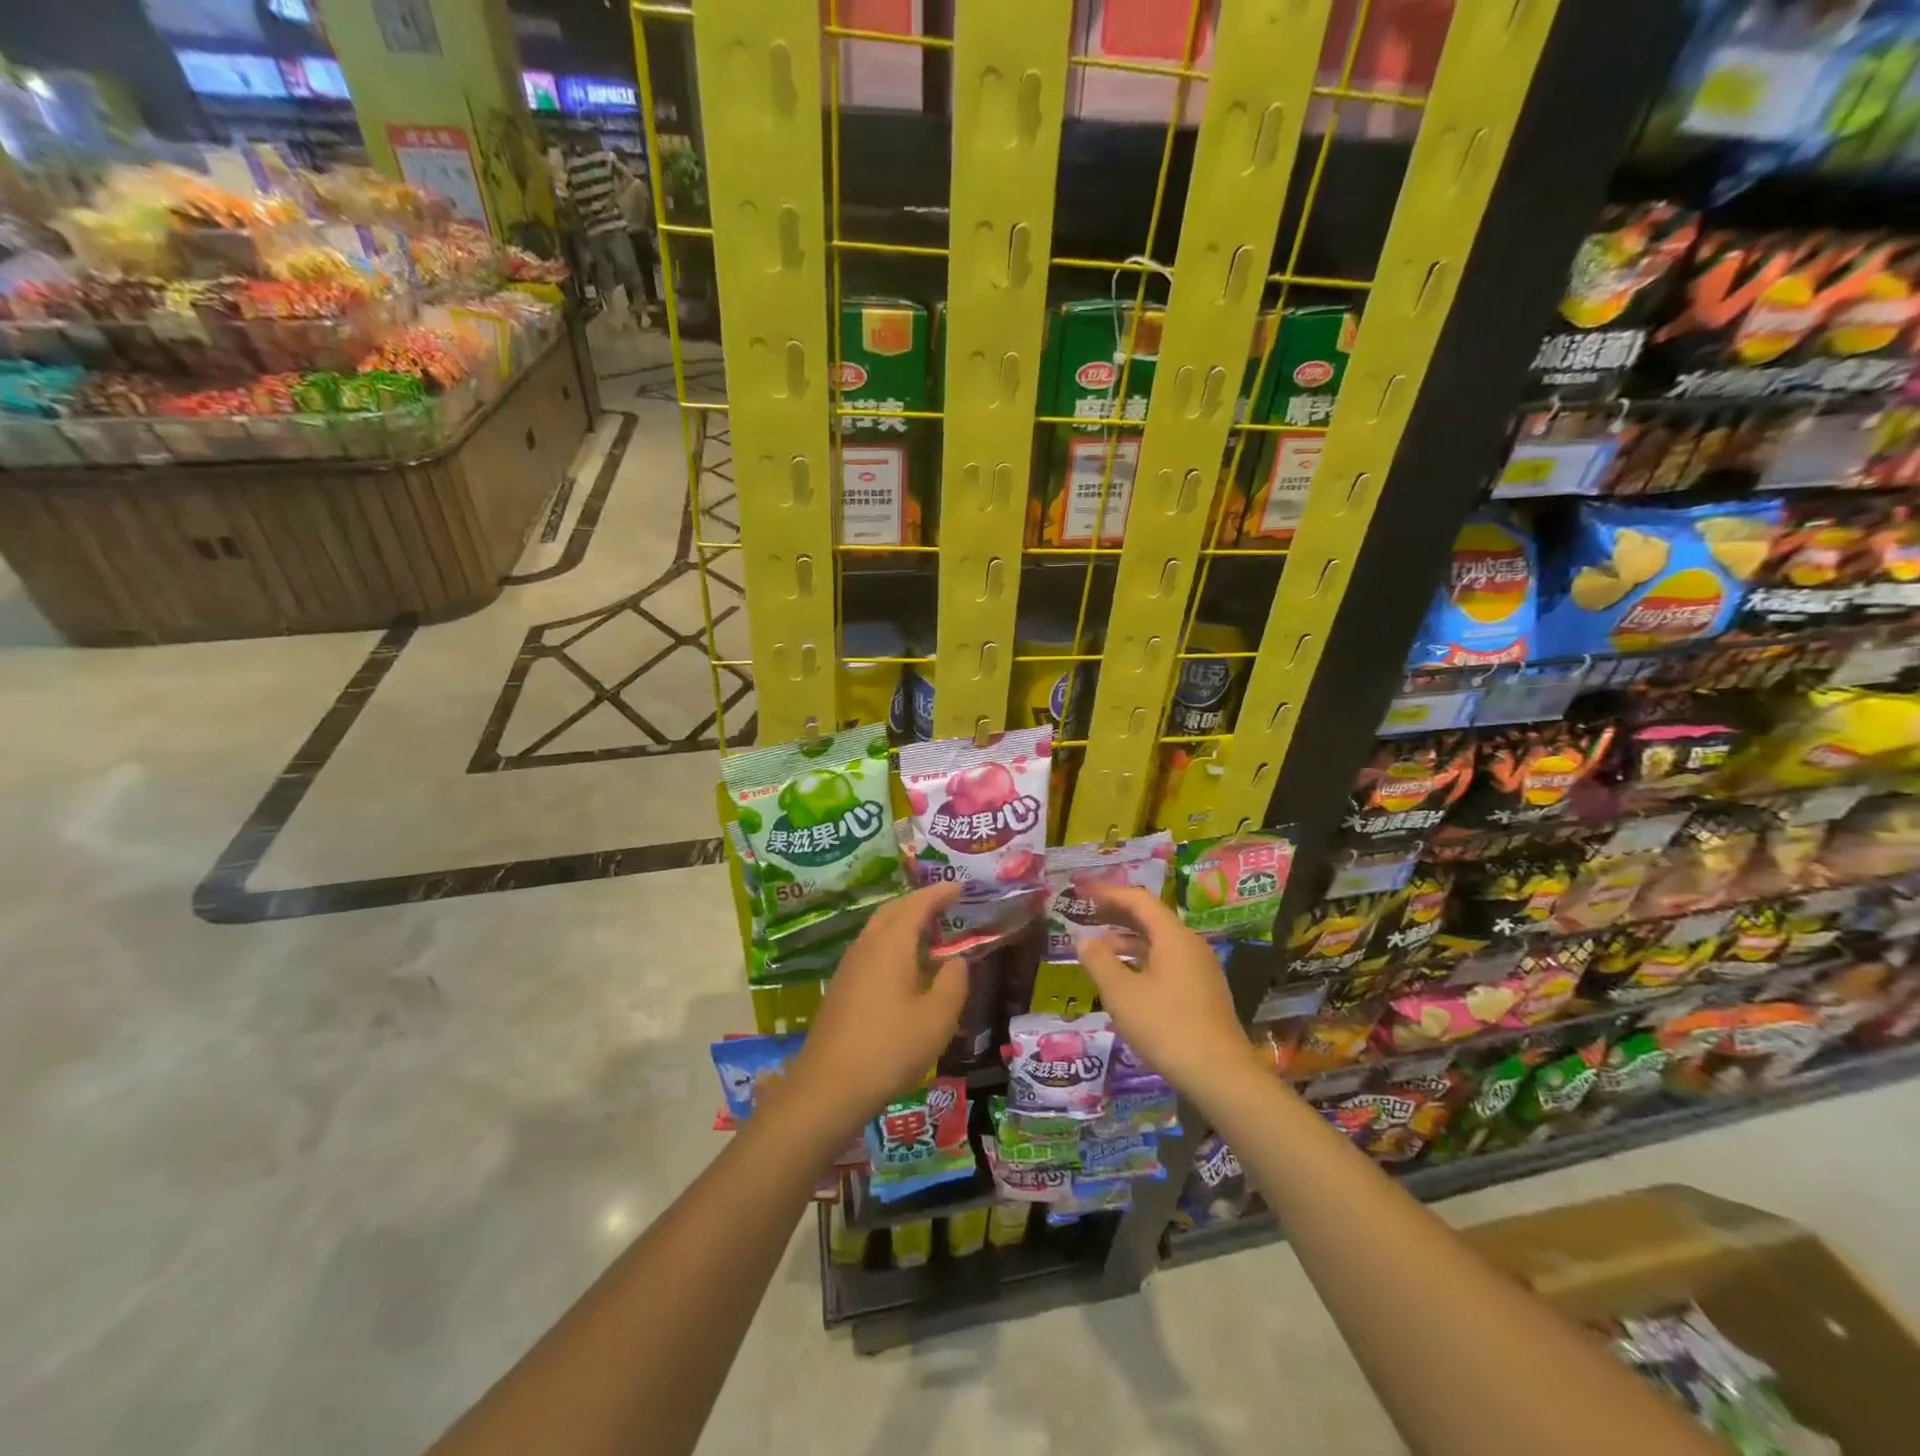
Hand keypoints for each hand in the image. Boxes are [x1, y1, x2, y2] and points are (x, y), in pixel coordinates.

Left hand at [785, 883, 968, 1136]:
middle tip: (946, 906)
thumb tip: (957, 960)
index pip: (917, 904)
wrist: (828, 1088)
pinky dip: (892, 943)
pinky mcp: (842, 987)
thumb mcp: (937, 1018)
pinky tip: (905, 967)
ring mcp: (849, 966)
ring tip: (930, 935)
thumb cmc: (889, 1049)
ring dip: (904, 923)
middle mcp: (867, 945)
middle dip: (920, 903)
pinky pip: (871, 948)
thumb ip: (954, 982)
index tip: (960, 886)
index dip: (939, 892)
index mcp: (891, 944)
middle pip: (893, 910)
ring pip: (879, 929)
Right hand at [1075, 885, 1256, 1094]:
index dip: (1109, 894)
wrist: (1220, 1075)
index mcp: (1174, 936)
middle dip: (1118, 916)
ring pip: (1159, 944)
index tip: (1084, 894)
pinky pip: (1168, 963)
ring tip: (1100, 950)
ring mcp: (1200, 970)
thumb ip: (1099, 961)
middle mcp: (1191, 945)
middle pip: (1151, 919)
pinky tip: (1126, 979)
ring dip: (1129, 942)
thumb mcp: (1122, 993)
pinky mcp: (1203, 992)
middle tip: (1088, 916)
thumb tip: (1084, 941)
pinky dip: (1143, 961)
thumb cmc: (1166, 1026)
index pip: (1139, 900)